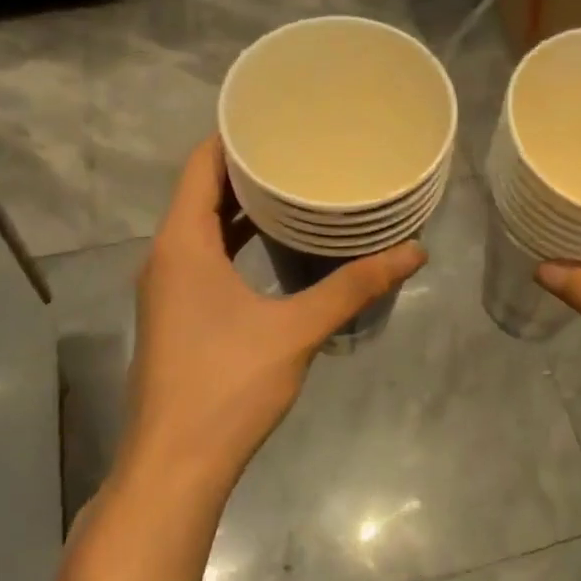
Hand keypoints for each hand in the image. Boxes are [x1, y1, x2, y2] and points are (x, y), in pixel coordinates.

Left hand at [121, 137, 425, 495]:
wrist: (175, 466)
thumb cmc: (227, 386)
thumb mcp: (297, 330)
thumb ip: (354, 286)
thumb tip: (414, 252)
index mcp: (182, 243)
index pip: (201, 164)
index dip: (234, 134)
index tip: (277, 114)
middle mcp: (166, 255)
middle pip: (202, 190)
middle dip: (247, 166)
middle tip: (300, 144)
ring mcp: (167, 287)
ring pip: (202, 225)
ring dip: (242, 205)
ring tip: (295, 184)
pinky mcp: (177, 313)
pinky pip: (205, 255)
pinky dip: (236, 239)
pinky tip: (276, 243)